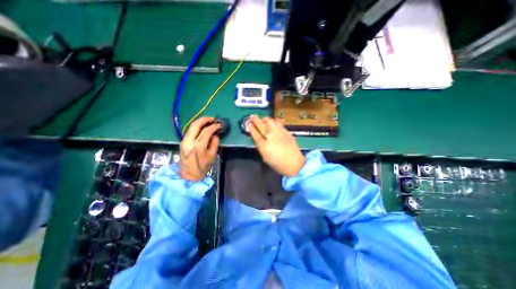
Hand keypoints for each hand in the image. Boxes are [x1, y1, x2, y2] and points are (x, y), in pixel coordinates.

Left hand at [180, 116, 219, 180]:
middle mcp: (189, 141)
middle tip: (213, 119)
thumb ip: (215, 143)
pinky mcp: (182, 142)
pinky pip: (190, 131)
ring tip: (208, 121)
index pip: (206, 131)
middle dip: (205, 119)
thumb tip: (215, 134)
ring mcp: (184, 141)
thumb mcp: (212, 155)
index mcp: (198, 146)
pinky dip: (197, 127)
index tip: (219, 125)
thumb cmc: (202, 167)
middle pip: (195, 125)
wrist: (189, 175)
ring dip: (200, 122)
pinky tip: (202, 127)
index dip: (213, 126)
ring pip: (191, 126)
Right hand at [247, 114, 303, 177]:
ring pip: (271, 123)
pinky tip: (273, 121)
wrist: (294, 164)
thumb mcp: (266, 158)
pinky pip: (279, 125)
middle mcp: (271, 138)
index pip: (256, 135)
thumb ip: (261, 147)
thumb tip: (258, 139)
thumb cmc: (278, 164)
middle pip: (262, 127)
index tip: (249, 124)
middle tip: (252, 116)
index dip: (252, 129)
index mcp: (264, 146)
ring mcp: (280, 134)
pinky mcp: (287, 133)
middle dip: (256, 121)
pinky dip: (275, 122)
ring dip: (266, 119)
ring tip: (263, 118)